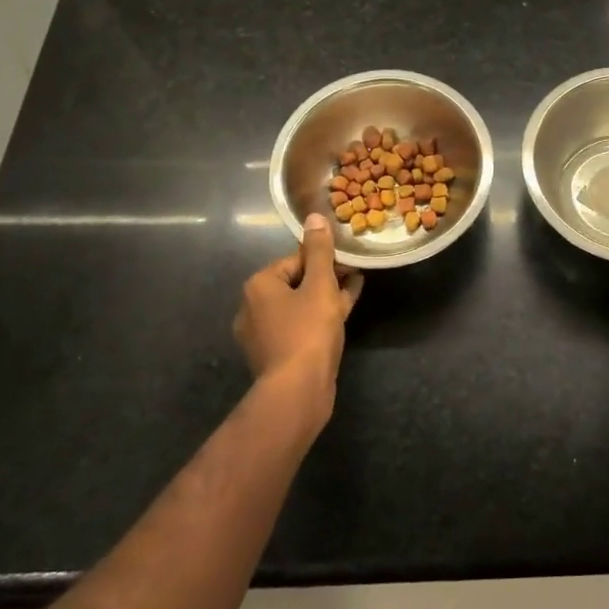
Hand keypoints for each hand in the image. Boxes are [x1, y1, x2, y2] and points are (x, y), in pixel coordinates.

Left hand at [234, 215, 363, 399]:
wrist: (296, 392)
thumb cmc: (307, 331)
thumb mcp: (320, 285)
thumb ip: (319, 251)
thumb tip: (314, 216)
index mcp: (258, 286)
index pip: (294, 259)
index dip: (323, 258)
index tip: (348, 260)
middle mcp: (253, 308)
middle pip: (295, 282)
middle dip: (325, 276)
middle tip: (354, 273)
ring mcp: (263, 334)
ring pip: (300, 306)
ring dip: (326, 297)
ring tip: (355, 289)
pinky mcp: (277, 355)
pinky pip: (300, 326)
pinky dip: (319, 318)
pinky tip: (344, 315)